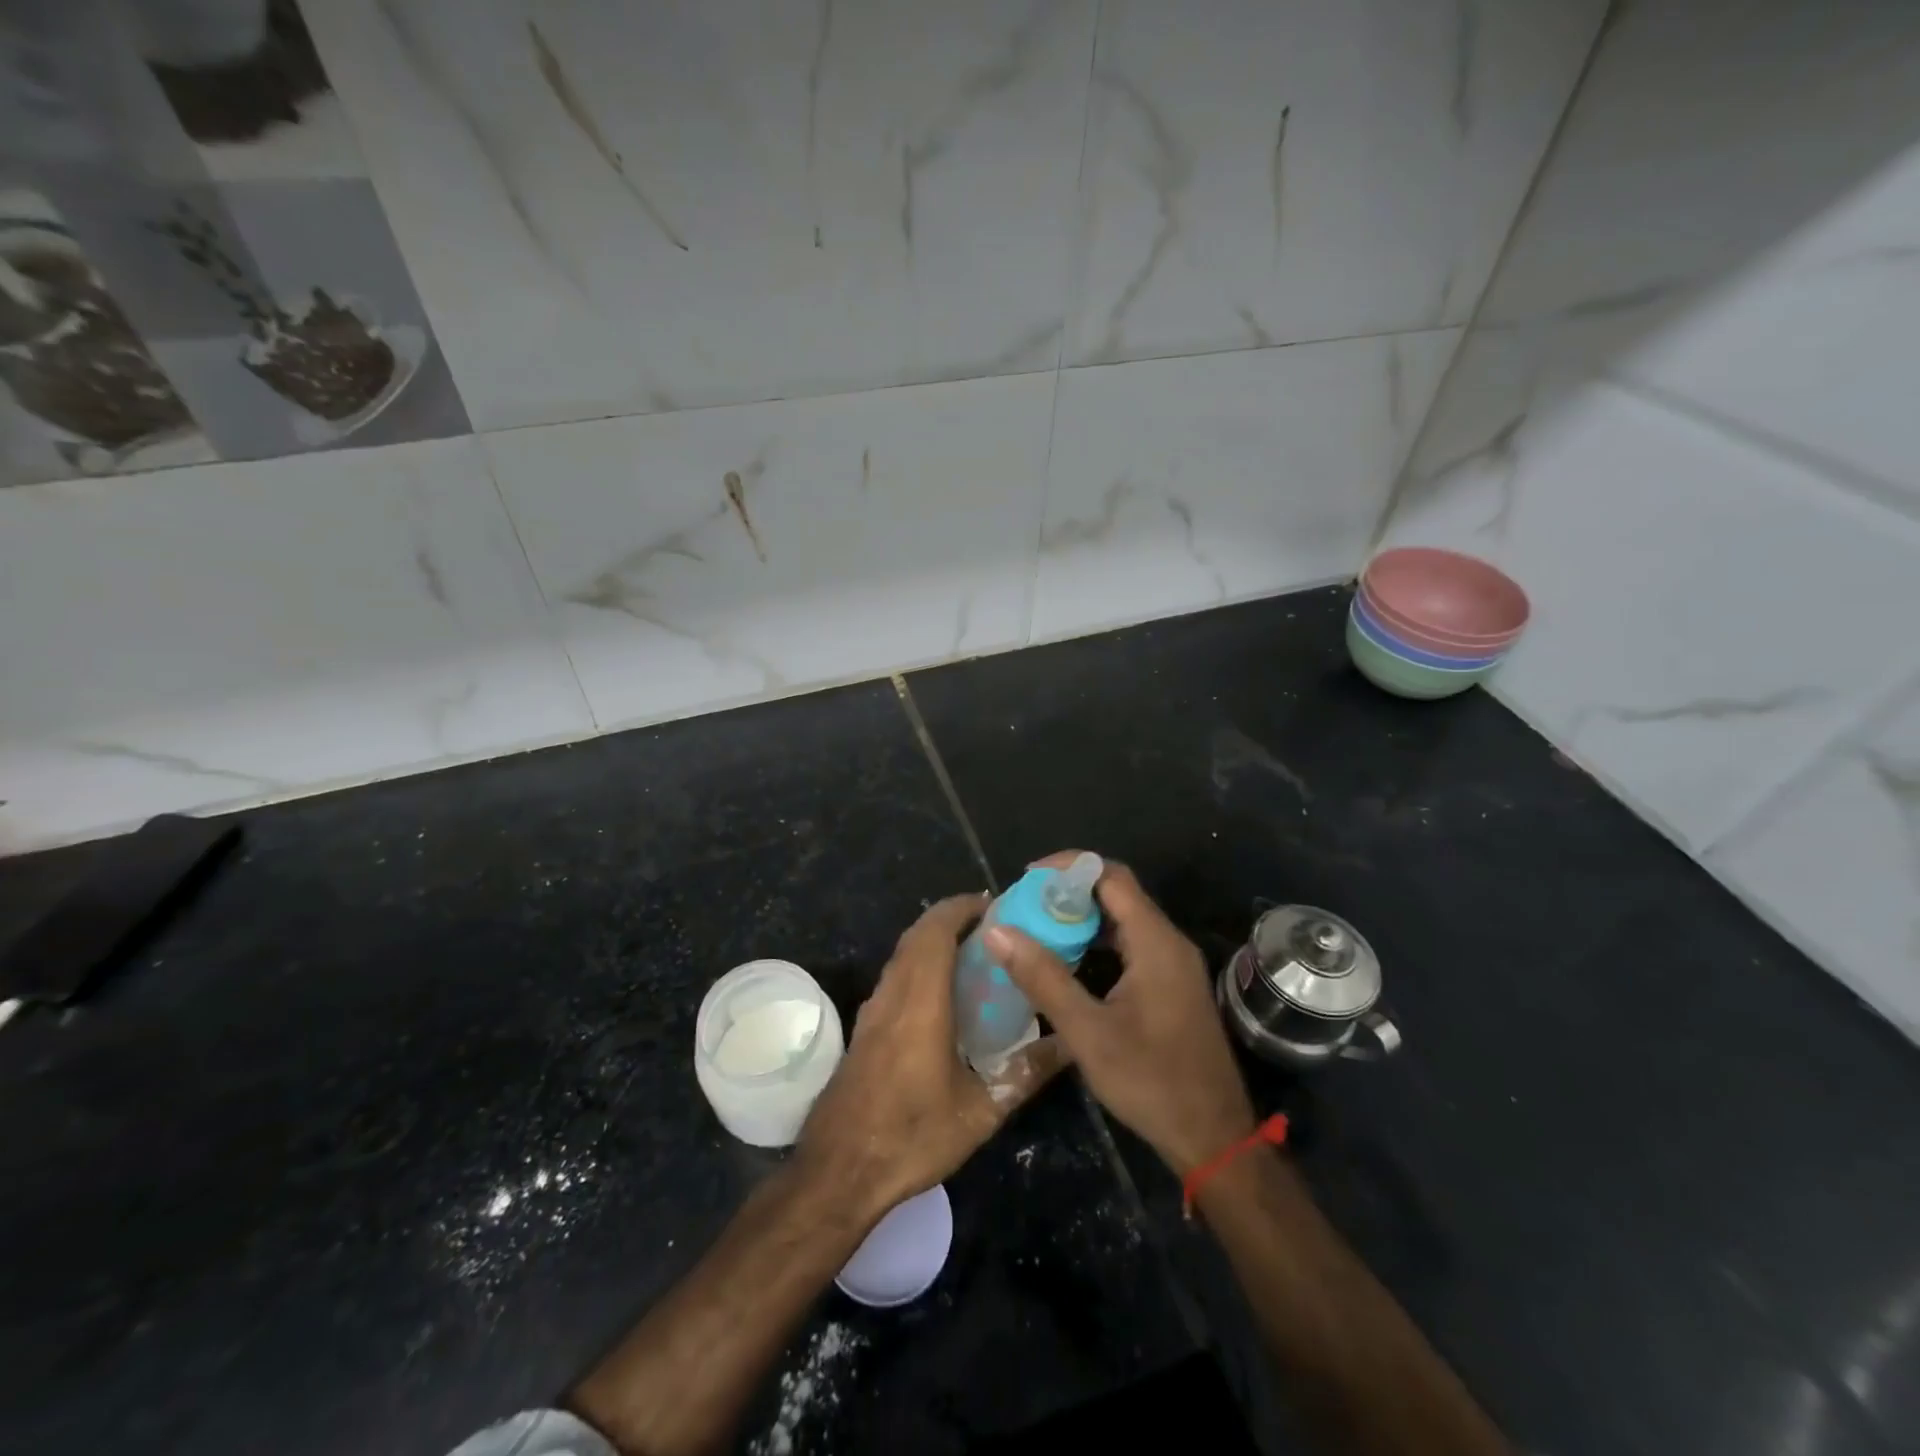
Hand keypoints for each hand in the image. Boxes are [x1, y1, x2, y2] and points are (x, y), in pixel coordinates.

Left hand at [796, 893, 1066, 1217]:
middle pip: (917, 935)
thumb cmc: (912, 1136)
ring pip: (902, 954)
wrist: (839, 1171)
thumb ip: (1025, 1074)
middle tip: (992, 927)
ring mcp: (873, 1010)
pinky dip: (919, 964)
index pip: (935, 931)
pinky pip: (895, 977)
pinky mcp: (865, 1029)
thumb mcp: (980, 1112)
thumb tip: (1069, 1045)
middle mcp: (893, 994)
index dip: (961, 908)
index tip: (992, 904)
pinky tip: (943, 994)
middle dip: (951, 919)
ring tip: (974, 954)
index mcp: (920, 1001)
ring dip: (933, 940)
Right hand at [986, 856, 1255, 1175]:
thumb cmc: (1151, 1082)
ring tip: (1036, 929)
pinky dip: (1097, 943)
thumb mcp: (1088, 1032)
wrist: (1214, 1138)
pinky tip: (1067, 963)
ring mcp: (1173, 965)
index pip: (1111, 876)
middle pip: (1117, 893)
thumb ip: (1043, 977)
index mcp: (1155, 942)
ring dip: (1081, 918)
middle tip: (1024, 906)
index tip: (1027, 879)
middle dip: (1068, 892)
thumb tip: (998, 930)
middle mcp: (1168, 942)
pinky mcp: (1171, 986)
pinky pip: (1130, 945)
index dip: (1068, 867)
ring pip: (1123, 920)